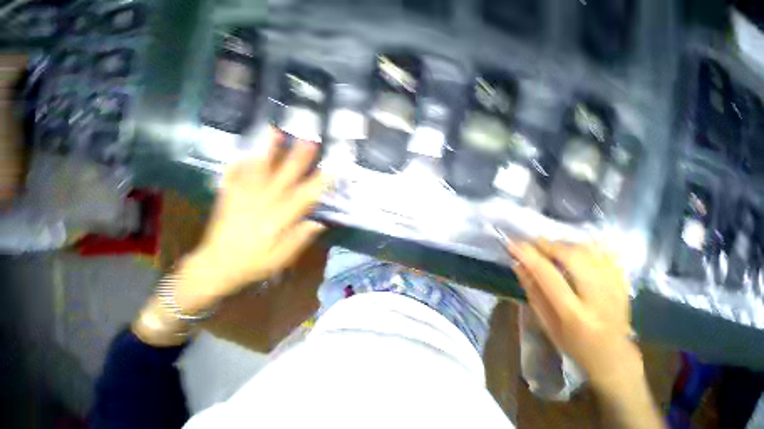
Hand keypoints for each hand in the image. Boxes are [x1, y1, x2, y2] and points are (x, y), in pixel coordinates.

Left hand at [173, 130, 328, 313]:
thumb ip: (300, 239)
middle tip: (310, 140)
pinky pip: (234, 175)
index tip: (333, 169)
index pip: (305, 196)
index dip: (321, 182)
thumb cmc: (253, 264)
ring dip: (268, 150)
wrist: (215, 267)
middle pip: (284, 176)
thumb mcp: (281, 258)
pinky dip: (241, 162)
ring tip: (275, 131)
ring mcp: (243, 197)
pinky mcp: (229, 197)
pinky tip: (246, 151)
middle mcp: (263, 203)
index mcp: (279, 218)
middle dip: (299, 157)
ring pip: (259, 170)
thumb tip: (320, 223)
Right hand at [507, 241, 641, 393]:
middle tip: (533, 244)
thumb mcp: (546, 323)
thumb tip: (517, 264)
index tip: (513, 243)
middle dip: (549, 245)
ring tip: (551, 247)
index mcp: (574, 313)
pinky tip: (574, 250)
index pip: (548, 275)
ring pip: (591, 252)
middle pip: (574, 257)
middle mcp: (598, 299)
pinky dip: (587, 247)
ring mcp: (616, 290)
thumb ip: (532, 291)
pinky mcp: (625, 285)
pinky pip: (606, 255)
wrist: (615, 359)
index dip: (528, 255)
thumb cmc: (574, 345)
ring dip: (566, 244)